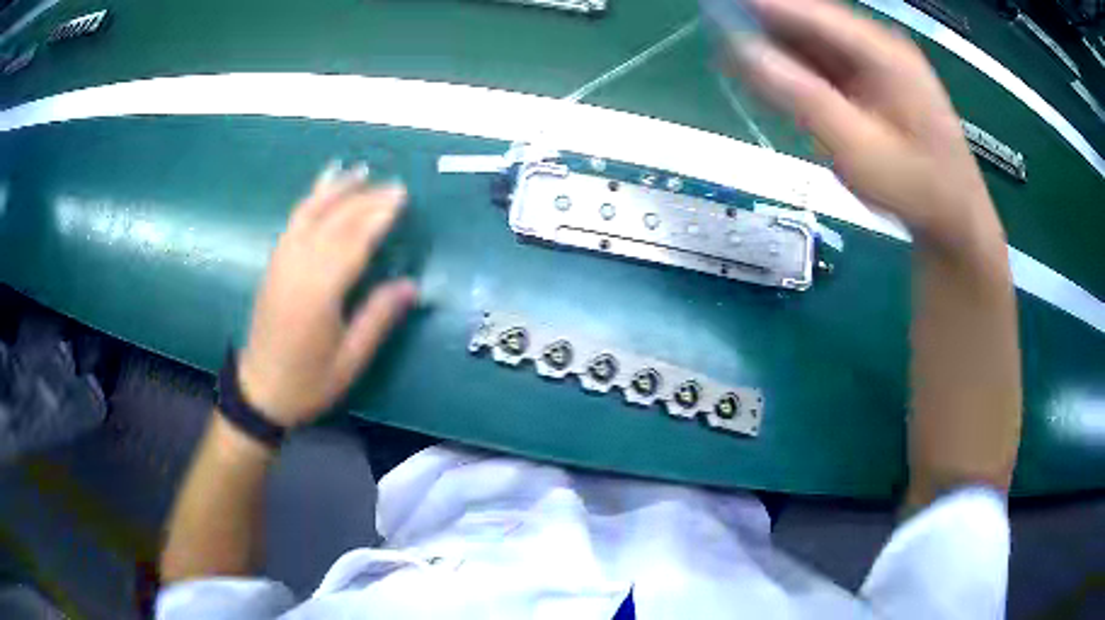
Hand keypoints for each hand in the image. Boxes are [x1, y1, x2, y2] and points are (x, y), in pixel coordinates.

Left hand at [237, 163, 417, 427]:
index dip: (378, 216)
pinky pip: (293, 221)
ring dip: (336, 190)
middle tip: (394, 185)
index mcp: (319, 294)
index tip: (401, 195)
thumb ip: (379, 317)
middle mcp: (298, 268)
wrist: (260, 390)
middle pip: (334, 222)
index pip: (353, 242)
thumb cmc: (309, 381)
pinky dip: (310, 199)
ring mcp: (282, 262)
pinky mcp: (274, 263)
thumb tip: (412, 285)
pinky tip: (323, 187)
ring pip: (310, 214)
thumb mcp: (350, 359)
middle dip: (365, 199)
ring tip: (360, 172)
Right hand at [725, 0, 1004, 255]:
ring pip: (814, 41)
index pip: (809, 10)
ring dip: (778, 48)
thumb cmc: (914, 188)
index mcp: (882, 51)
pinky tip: (776, 81)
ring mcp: (877, 62)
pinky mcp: (873, 80)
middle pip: (810, 21)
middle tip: (721, 36)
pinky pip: (826, 63)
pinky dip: (798, 69)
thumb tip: (741, 49)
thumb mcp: (858, 149)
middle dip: (765, 26)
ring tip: (739, 59)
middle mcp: (878, 45)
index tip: (715, 6)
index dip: (759, 5)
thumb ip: (801, 97)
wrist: (954, 217)